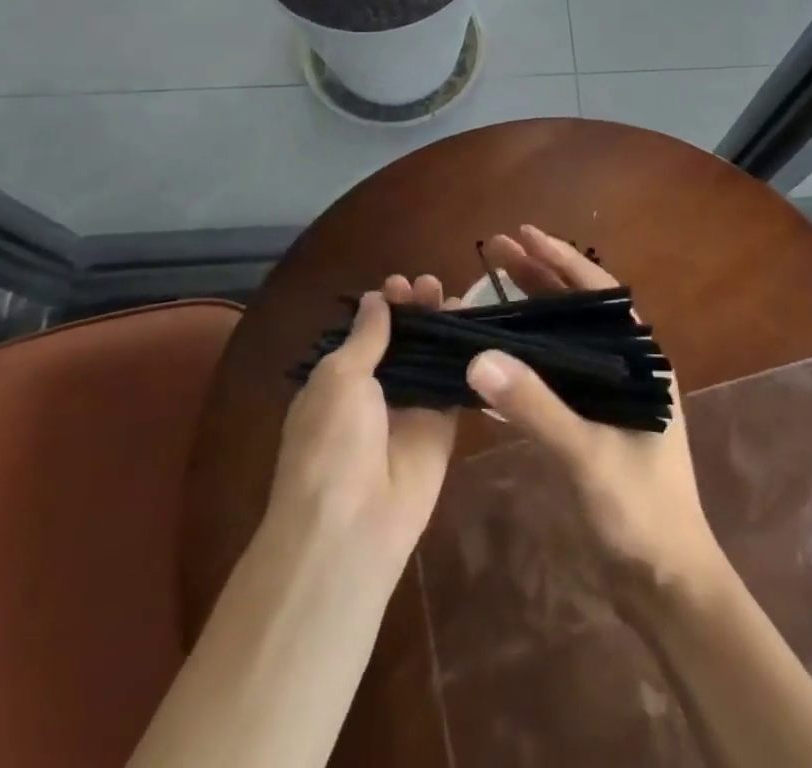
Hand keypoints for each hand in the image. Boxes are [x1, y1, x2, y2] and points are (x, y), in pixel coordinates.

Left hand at [268, 275, 459, 567]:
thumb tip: (376, 298)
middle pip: (402, 340)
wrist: (352, 526)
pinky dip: (466, 359)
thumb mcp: (339, 377)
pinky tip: (480, 329)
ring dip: (441, 327)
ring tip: (457, 297)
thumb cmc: (331, 442)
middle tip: (431, 285)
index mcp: (339, 378)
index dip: (384, 306)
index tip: (399, 285)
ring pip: (430, 358)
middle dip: (415, 309)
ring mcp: (409, 409)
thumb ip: (366, 337)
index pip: (366, 332)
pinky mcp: (441, 429)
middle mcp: (374, 390)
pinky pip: (455, 387)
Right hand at [469, 226, 723, 606]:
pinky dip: (527, 353)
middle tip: (495, 251)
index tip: (523, 234)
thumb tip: (479, 356)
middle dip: (538, 277)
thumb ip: (536, 407)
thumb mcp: (588, 457)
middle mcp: (625, 367)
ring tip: (490, 285)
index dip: (560, 259)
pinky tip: (497, 346)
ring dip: (531, 311)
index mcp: (640, 360)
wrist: (666, 584)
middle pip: (577, 309)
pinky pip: (554, 372)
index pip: (597, 293)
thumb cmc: (641, 514)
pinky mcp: (591, 420)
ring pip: (564, 338)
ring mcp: (607, 394)